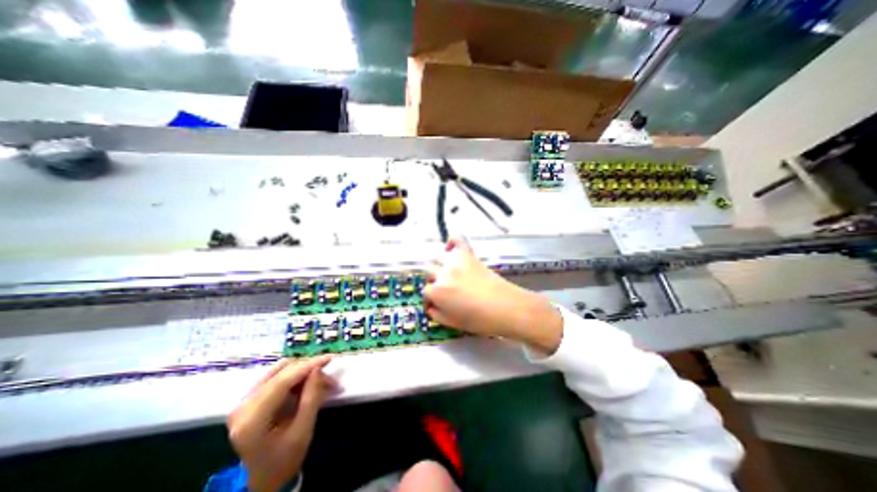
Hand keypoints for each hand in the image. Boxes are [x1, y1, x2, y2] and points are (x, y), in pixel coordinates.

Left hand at [226, 358, 335, 491]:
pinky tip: (309, 383)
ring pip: (281, 370)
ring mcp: (245, 400)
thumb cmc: (283, 459)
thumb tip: (318, 369)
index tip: (330, 358)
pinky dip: (296, 376)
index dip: (308, 366)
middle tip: (331, 378)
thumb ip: (311, 398)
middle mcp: (243, 405)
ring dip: (304, 371)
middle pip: (282, 372)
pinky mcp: (251, 398)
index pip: (282, 381)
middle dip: (310, 369)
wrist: (260, 480)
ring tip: (322, 381)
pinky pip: (277, 376)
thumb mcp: (302, 432)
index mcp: (252, 419)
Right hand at [423, 238, 560, 352]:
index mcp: (438, 291)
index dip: (430, 299)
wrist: (507, 308)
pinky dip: (452, 240)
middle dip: (433, 281)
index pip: (425, 291)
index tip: (435, 304)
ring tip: (448, 272)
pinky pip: (457, 239)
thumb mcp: (453, 324)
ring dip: (440, 265)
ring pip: (438, 257)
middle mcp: (443, 273)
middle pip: (429, 271)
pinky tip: (451, 248)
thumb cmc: (480, 320)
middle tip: (443, 289)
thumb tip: (431, 307)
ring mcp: (456, 261)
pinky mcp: (469, 254)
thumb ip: (436, 315)